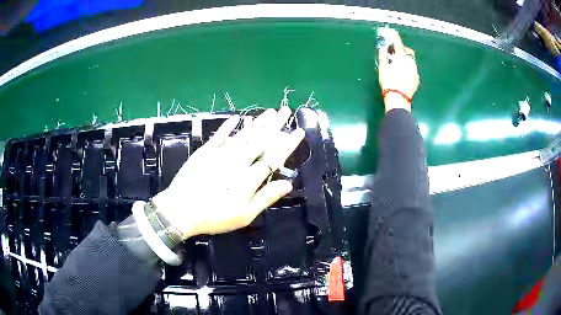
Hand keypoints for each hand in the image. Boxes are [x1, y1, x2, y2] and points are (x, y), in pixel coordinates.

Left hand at [152, 107, 304, 240]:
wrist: (180, 211)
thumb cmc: (214, 217)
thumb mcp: (243, 215)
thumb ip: (265, 198)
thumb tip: (287, 184)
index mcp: (248, 178)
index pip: (273, 156)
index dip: (287, 143)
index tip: (298, 131)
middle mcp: (236, 161)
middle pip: (259, 140)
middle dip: (274, 125)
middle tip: (285, 110)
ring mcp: (219, 154)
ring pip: (242, 135)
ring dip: (257, 122)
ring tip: (269, 111)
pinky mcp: (204, 152)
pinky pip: (219, 136)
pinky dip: (227, 126)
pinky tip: (236, 118)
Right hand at [378, 29, 419, 111]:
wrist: (398, 98)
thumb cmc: (388, 82)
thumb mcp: (383, 67)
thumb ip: (382, 55)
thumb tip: (382, 48)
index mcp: (402, 57)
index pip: (398, 43)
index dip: (394, 36)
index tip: (391, 31)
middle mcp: (411, 62)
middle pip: (407, 52)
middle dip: (401, 50)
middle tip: (393, 53)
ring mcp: (415, 71)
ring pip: (410, 61)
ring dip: (404, 60)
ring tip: (397, 66)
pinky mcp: (417, 80)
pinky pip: (412, 71)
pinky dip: (407, 69)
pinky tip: (402, 75)